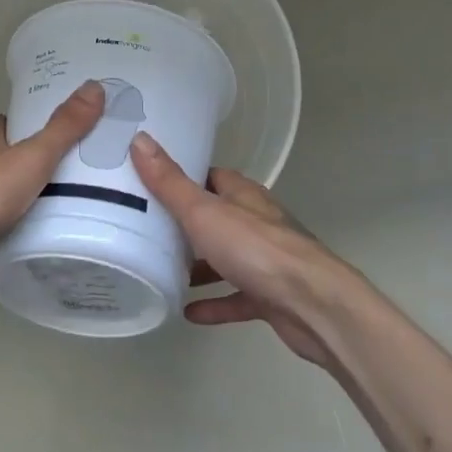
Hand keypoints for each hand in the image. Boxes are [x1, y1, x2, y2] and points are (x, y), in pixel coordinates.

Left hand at [0, 80, 105, 300]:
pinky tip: (17, 264)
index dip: (36, 129)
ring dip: (11, 215)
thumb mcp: (34, 157)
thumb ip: (65, 128)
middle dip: (30, 176)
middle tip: (70, 187)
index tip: (65, 140)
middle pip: (4, 165)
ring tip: (51, 227)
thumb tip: (95, 85)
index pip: (13, 125)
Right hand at [129, 132, 355, 367]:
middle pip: (217, 217)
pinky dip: (215, 302)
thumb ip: (170, 182)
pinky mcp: (271, 296)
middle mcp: (256, 222)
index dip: (183, 178)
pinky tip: (188, 312)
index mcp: (243, 195)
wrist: (313, 304)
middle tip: (148, 231)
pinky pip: (236, 296)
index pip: (210, 177)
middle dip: (186, 224)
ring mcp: (266, 260)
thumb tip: (139, 139)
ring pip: (226, 257)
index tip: (150, 183)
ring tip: (163, 271)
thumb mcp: (203, 211)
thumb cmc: (256, 249)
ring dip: (200, 266)